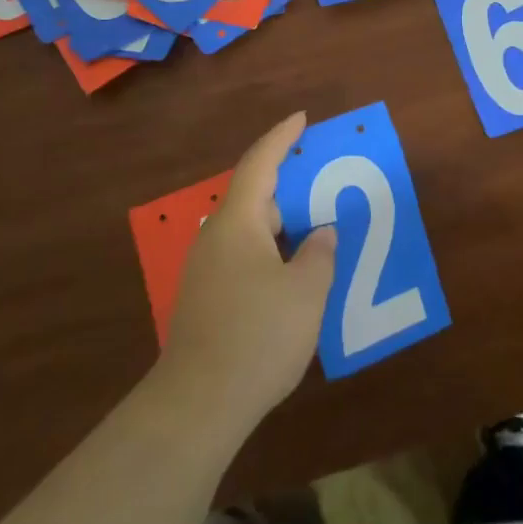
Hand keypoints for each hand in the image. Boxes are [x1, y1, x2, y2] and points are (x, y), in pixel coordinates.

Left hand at [159, 112, 336, 435]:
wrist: (197, 405)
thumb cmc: (258, 336)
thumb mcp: (305, 292)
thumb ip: (319, 253)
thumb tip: (320, 233)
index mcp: (238, 223)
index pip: (260, 164)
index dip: (282, 137)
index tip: (301, 118)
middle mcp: (216, 238)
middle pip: (254, 197)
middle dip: (289, 187)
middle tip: (324, 184)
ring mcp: (207, 271)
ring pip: (250, 231)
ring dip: (282, 225)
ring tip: (316, 230)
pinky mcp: (206, 300)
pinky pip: (245, 258)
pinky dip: (272, 253)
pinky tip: (294, 275)